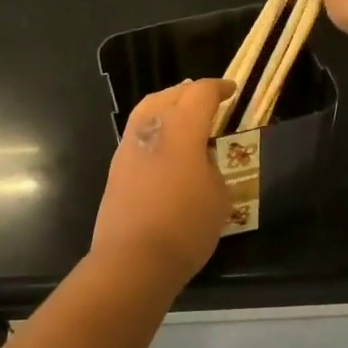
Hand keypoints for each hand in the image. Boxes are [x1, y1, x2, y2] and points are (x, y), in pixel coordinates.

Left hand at [91, 78, 235, 287]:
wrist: (133, 259)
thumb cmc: (186, 226)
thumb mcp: (220, 196)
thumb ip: (213, 167)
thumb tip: (202, 161)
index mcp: (181, 127)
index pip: (201, 93)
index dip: (219, 88)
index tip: (232, 91)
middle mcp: (150, 127)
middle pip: (170, 95)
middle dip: (191, 94)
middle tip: (208, 102)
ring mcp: (128, 146)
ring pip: (147, 110)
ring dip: (168, 107)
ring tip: (185, 119)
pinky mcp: (116, 167)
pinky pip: (138, 133)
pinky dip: (155, 129)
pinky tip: (166, 148)